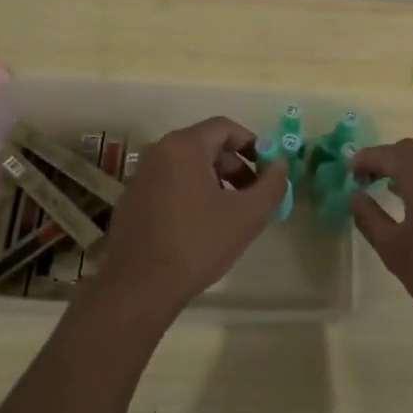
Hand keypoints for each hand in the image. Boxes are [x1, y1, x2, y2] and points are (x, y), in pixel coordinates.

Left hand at [78, 116, 287, 331]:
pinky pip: (169, 184)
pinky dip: (191, 193)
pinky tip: (201, 226)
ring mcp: (141, 175)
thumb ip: (271, 185)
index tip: (268, 169)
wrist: (141, 286)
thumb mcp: (247, 215)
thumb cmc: (198, 243)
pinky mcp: (132, 199)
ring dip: (215, 181)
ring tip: (231, 213)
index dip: (253, 143)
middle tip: (253, 195)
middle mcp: (158, 152)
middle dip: (235, 166)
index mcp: (184, 146)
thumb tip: (281, 166)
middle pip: (206, 145)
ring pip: (187, 166)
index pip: (225, 127)